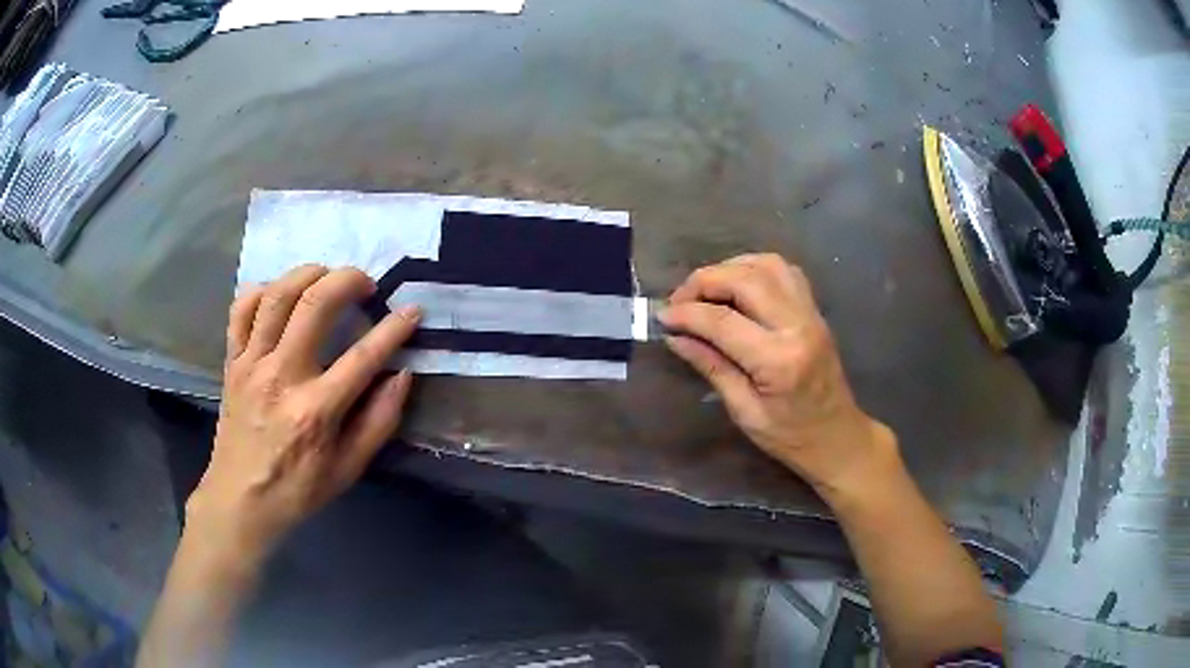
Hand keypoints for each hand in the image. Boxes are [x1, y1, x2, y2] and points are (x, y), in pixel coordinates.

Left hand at [186, 265, 420, 559]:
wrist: (240, 500)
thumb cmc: (297, 490)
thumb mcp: (348, 470)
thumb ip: (378, 422)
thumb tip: (402, 375)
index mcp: (315, 411)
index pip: (363, 357)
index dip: (394, 328)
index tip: (412, 310)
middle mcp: (281, 377)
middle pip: (314, 305)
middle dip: (348, 280)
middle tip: (365, 284)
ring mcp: (251, 364)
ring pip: (277, 295)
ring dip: (308, 274)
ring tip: (327, 277)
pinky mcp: (232, 361)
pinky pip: (241, 309)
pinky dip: (262, 290)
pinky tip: (280, 294)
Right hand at [660, 254, 895, 496]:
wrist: (838, 437)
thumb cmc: (790, 437)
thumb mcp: (744, 412)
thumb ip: (711, 367)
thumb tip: (675, 336)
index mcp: (778, 360)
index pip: (722, 321)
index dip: (686, 313)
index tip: (662, 316)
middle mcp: (797, 326)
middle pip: (744, 280)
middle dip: (703, 281)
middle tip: (679, 300)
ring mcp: (810, 313)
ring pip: (766, 265)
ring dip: (729, 268)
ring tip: (706, 290)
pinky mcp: (814, 310)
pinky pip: (784, 271)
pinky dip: (755, 268)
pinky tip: (738, 286)